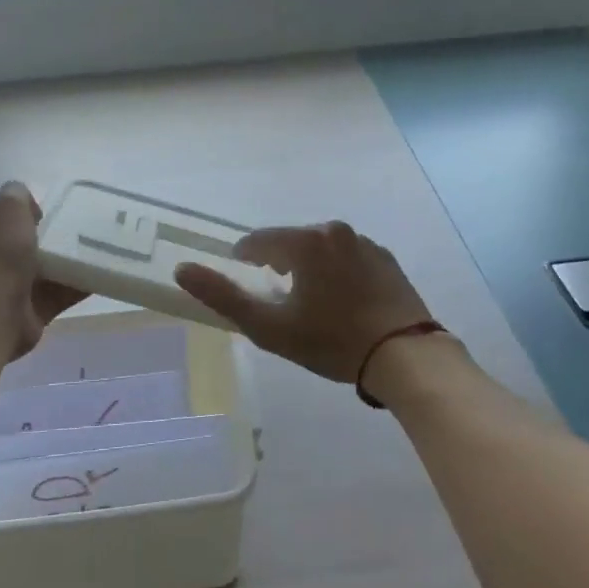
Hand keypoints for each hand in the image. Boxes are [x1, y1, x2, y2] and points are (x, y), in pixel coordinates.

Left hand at [0, 182, 85, 360]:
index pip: (3, 223)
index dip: (26, 217)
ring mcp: (12, 293)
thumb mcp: (7, 212)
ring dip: (69, 265)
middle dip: (52, 242)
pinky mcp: (32, 315)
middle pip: (27, 249)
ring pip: (47, 273)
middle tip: (83, 232)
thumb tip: (24, 197)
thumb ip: (16, 198)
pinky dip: (79, 287)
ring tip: (99, 251)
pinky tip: (101, 276)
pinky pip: (60, 296)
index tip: (54, 214)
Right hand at [174, 221, 433, 383]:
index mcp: (305, 241)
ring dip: (308, 267)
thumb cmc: (332, 342)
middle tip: (279, 301)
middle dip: (278, 264)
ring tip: (311, 303)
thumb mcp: (270, 327)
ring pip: (320, 248)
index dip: (244, 262)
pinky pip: (348, 257)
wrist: (406, 356)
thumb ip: (223, 296)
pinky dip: (337, 272)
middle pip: (290, 241)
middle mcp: (334, 230)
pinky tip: (342, 302)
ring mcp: (365, 243)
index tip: (247, 285)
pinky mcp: (386, 259)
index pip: (257, 241)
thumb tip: (182, 268)